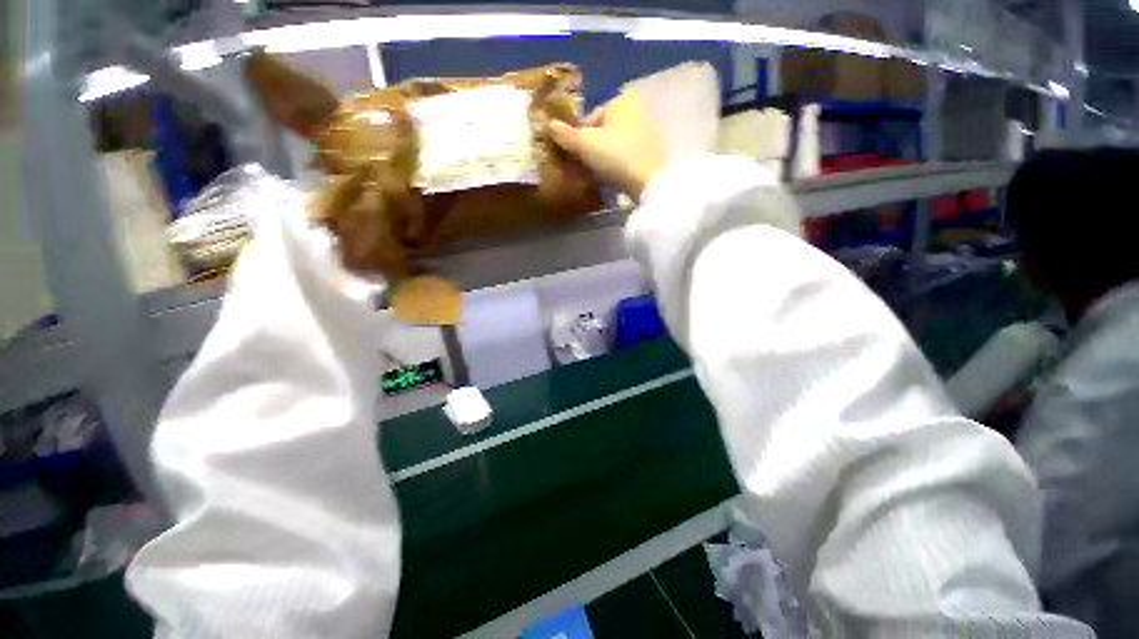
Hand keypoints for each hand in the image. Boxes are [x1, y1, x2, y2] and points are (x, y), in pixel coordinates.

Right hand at [548, 91, 665, 201]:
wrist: (646, 182)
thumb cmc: (614, 155)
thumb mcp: (584, 144)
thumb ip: (566, 134)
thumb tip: (549, 125)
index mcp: (621, 100)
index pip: (592, 117)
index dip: (578, 136)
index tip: (573, 155)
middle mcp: (637, 111)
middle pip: (604, 131)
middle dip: (591, 148)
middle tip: (581, 167)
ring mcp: (647, 133)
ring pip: (615, 145)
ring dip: (602, 159)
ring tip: (594, 176)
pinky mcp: (652, 154)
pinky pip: (626, 157)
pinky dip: (616, 165)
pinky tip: (610, 179)